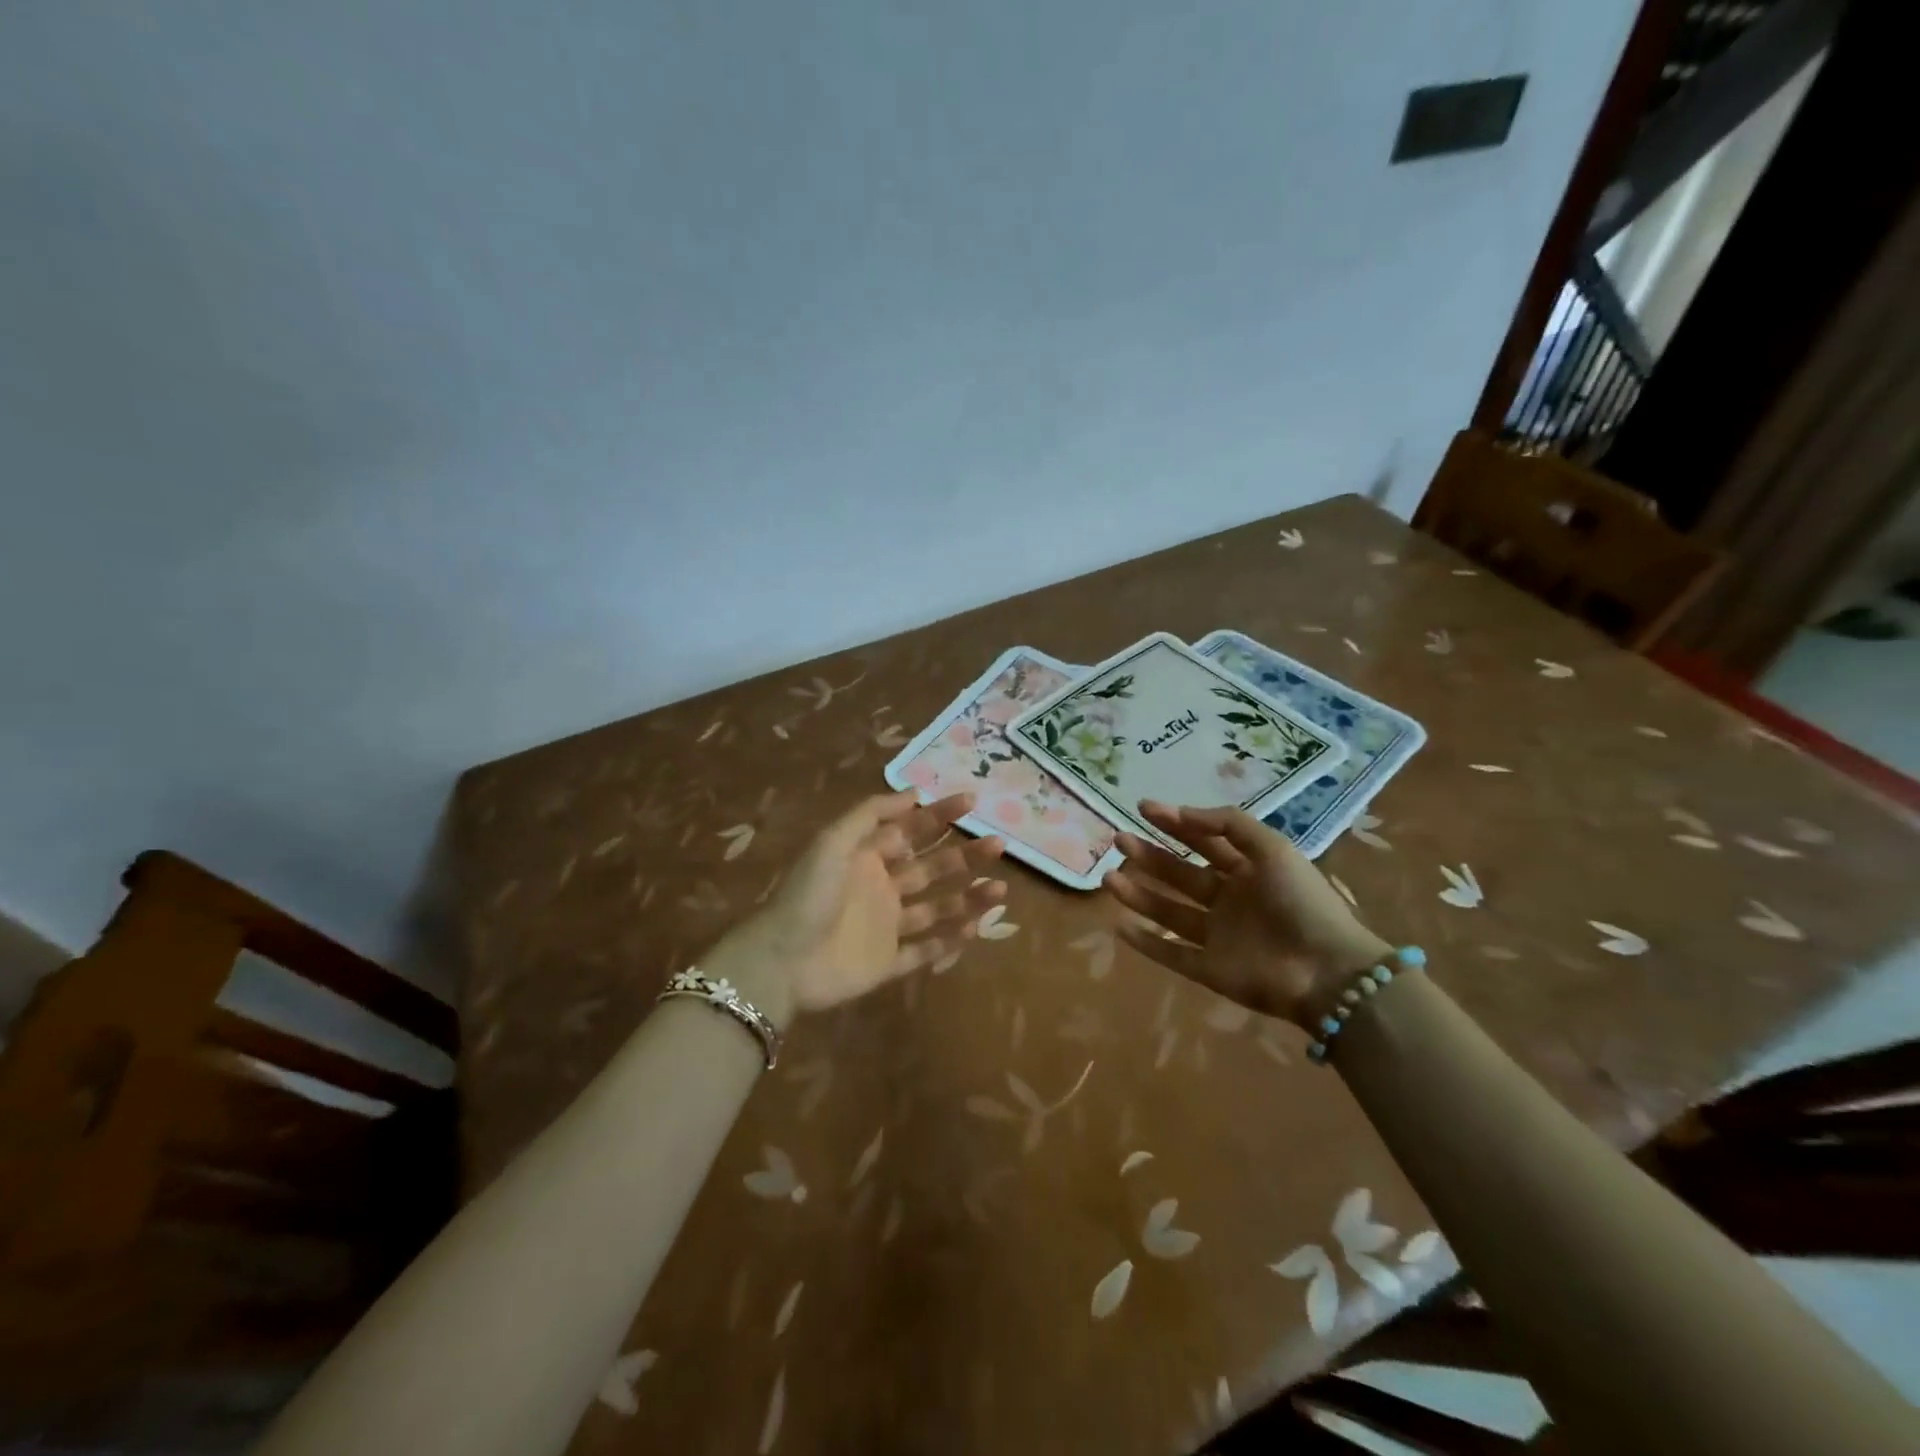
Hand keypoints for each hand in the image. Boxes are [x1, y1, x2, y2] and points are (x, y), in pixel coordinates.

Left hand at [702, 791, 1006, 1022]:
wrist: (781, 962)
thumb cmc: (808, 895)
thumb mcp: (833, 842)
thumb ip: (872, 815)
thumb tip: (914, 792)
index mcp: (867, 857)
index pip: (912, 830)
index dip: (940, 815)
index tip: (971, 801)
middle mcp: (881, 887)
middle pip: (931, 868)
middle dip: (965, 855)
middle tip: (998, 844)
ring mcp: (886, 926)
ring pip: (937, 908)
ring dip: (968, 897)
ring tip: (1000, 889)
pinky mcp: (888, 962)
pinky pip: (926, 949)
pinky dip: (951, 940)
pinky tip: (976, 927)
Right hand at [1102, 800, 1390, 1029]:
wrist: (1328, 972)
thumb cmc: (1302, 902)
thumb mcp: (1273, 848)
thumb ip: (1229, 824)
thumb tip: (1183, 812)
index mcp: (1249, 871)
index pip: (1204, 842)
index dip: (1175, 823)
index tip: (1143, 807)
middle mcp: (1229, 901)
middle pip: (1181, 874)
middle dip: (1150, 856)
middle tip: (1119, 839)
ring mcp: (1218, 937)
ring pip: (1169, 912)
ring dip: (1139, 894)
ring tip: (1108, 877)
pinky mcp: (1210, 970)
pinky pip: (1172, 954)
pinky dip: (1147, 942)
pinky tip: (1119, 926)